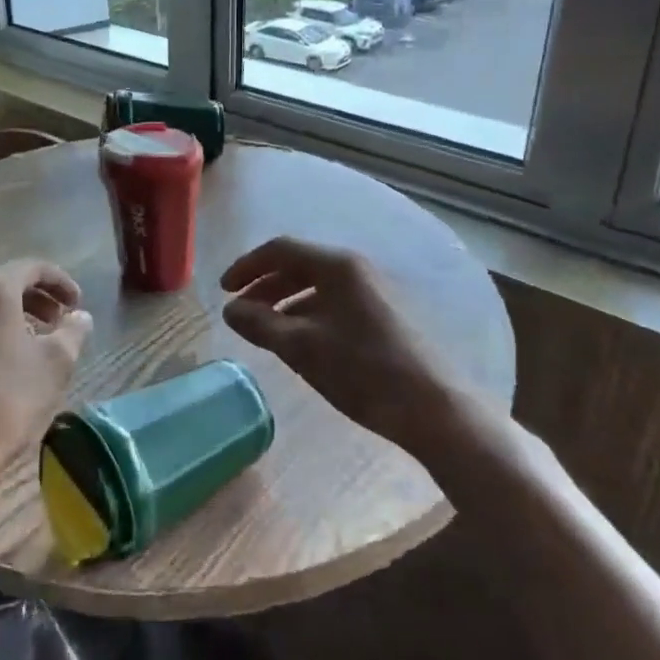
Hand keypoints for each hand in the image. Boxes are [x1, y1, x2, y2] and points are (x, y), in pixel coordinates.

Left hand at [0, 260, 93, 508]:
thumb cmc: (6, 402)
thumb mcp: (55, 366)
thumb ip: (72, 332)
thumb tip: (79, 317)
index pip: (31, 268)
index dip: (59, 282)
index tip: (77, 305)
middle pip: (0, 289)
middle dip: (32, 303)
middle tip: (56, 325)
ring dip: (3, 325)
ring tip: (26, 351)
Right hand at [220, 237, 458, 446]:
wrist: (435, 409)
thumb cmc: (363, 371)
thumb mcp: (301, 348)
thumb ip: (260, 325)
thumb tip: (229, 310)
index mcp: (336, 266)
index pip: (280, 249)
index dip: (247, 266)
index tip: (224, 290)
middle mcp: (356, 269)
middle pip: (299, 265)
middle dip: (264, 286)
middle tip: (240, 310)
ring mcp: (374, 291)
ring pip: (317, 286)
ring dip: (285, 302)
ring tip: (266, 330)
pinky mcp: (385, 315)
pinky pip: (335, 302)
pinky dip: (308, 314)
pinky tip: (302, 342)